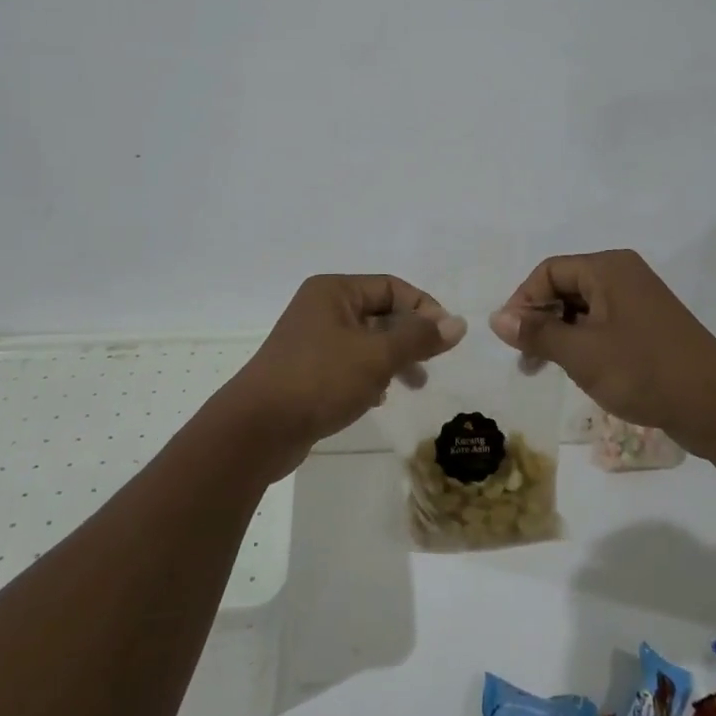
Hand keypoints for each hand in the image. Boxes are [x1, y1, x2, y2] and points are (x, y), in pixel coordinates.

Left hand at [218, 274, 466, 480]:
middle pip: (380, 313)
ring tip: (413, 386)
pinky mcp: (307, 371)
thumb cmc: (319, 379)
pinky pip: (350, 364)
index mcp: (334, 291)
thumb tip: (459, 323)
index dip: (423, 308)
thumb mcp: (376, 356)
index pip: (391, 287)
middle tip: (431, 365)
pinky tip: (378, 399)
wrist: (257, 429)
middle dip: (409, 337)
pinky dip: (370, 376)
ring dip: (393, 359)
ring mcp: (312, 340)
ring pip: (367, 341)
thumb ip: (419, 338)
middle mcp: (322, 307)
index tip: (446, 339)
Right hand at [488, 250, 715, 453]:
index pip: (549, 271)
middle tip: (524, 358)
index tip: (509, 338)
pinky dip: (583, 342)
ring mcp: (639, 301)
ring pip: (583, 308)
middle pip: (565, 286)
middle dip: (539, 319)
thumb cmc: (644, 371)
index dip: (523, 301)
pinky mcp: (649, 327)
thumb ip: (537, 333)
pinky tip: (576, 369)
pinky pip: (603, 324)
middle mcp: (623, 275)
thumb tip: (497, 319)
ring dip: (558, 334)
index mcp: (608, 268)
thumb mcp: (581, 354)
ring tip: (543, 369)